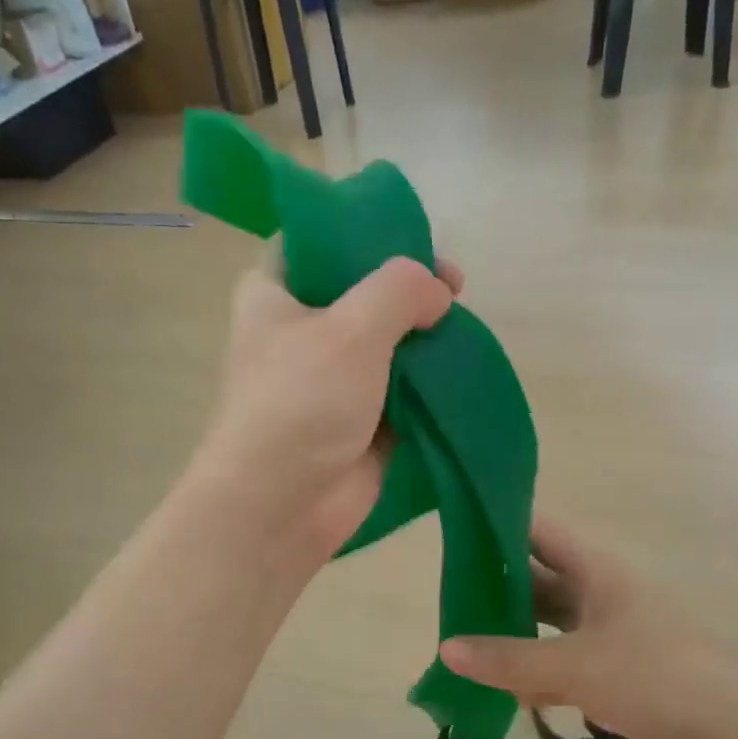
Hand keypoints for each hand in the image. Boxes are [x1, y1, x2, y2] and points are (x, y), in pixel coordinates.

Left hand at [191, 253, 462, 567]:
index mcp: (275, 293)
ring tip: (462, 329)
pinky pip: (400, 388)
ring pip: (386, 341)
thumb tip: (437, 292)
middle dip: (409, 288)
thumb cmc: (301, 402)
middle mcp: (300, 330)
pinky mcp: (359, 419)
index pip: (318, 241)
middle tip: (455, 288)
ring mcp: (331, 378)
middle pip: (361, 291)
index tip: (416, 240)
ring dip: (423, 336)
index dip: (367, 232)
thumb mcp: (351, 327)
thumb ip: (400, 290)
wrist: (280, 506)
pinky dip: (427, 380)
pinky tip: (459, 369)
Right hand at [438, 516, 737, 738]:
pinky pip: (565, 661)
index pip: (538, 531)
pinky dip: (539, 673)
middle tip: (447, 599)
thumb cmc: (655, 675)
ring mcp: (609, 632)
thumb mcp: (575, 665)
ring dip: (514, 635)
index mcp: (595, 570)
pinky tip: (510, 693)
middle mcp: (599, 593)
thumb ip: (509, 659)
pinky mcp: (617, 670)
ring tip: (467, 647)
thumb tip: (446, 649)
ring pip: (549, 624)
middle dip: (496, 588)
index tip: (454, 531)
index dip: (498, 525)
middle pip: (538, 579)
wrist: (735, 732)